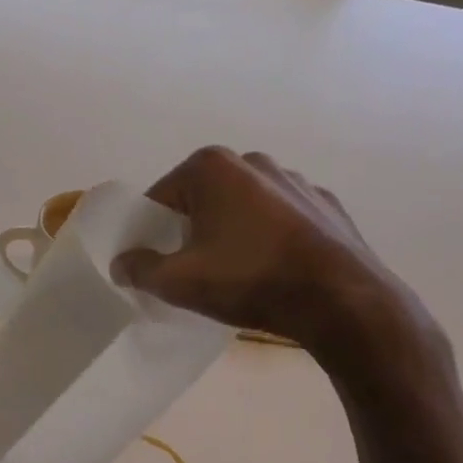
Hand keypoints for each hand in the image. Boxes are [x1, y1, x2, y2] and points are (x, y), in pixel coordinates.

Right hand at [113, 146, 435, 378]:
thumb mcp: (178, 281)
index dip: (150, 232)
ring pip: (243, 207)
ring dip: (230, 232)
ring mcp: (296, 180)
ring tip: (235, 273)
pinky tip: (272, 270)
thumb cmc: (249, 280)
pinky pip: (280, 219)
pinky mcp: (326, 204)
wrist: (341, 301)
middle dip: (190, 230)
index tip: (154, 263)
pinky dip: (268, 238)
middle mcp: (253, 161)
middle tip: (191, 270)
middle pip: (201, 199)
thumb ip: (139, 269)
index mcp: (211, 168)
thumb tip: (122, 264)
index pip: (160, 198)